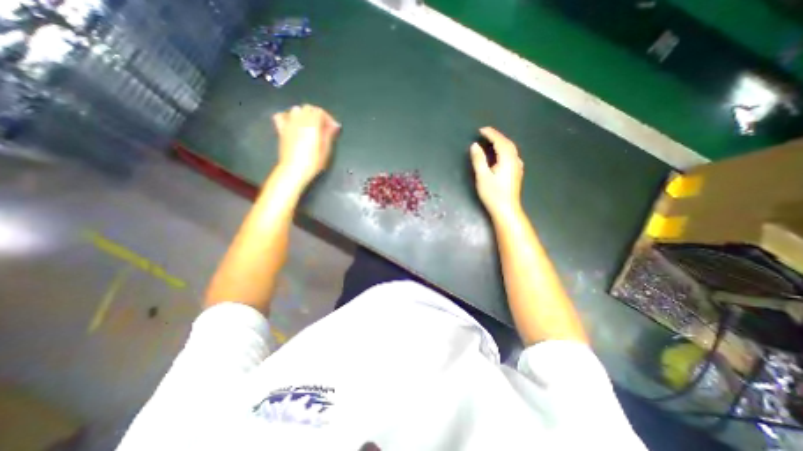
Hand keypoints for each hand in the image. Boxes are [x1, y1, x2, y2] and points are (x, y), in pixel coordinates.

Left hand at [272, 105, 341, 187]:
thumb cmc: (313, 162)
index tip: (334, 128)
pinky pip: (282, 116)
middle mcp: (299, 120)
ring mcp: (289, 124)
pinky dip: (288, 117)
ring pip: (296, 110)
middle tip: (324, 128)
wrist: (294, 170)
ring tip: (311, 125)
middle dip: (318, 115)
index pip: (320, 111)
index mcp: (312, 124)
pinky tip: (293, 124)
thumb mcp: (326, 149)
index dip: (328, 118)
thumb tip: (334, 126)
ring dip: (305, 115)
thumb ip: (329, 135)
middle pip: (309, 108)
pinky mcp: (281, 130)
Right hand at [468, 127, 523, 219]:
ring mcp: (518, 166)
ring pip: (511, 149)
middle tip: (485, 133)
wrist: (506, 209)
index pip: (499, 141)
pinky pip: (512, 155)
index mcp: (507, 159)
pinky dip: (505, 149)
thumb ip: (479, 159)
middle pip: (507, 143)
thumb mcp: (482, 176)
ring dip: (502, 142)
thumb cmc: (493, 194)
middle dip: (497, 136)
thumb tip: (475, 145)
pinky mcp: (517, 172)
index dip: (490, 134)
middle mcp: (515, 160)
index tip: (481, 130)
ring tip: (492, 140)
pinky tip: (502, 153)